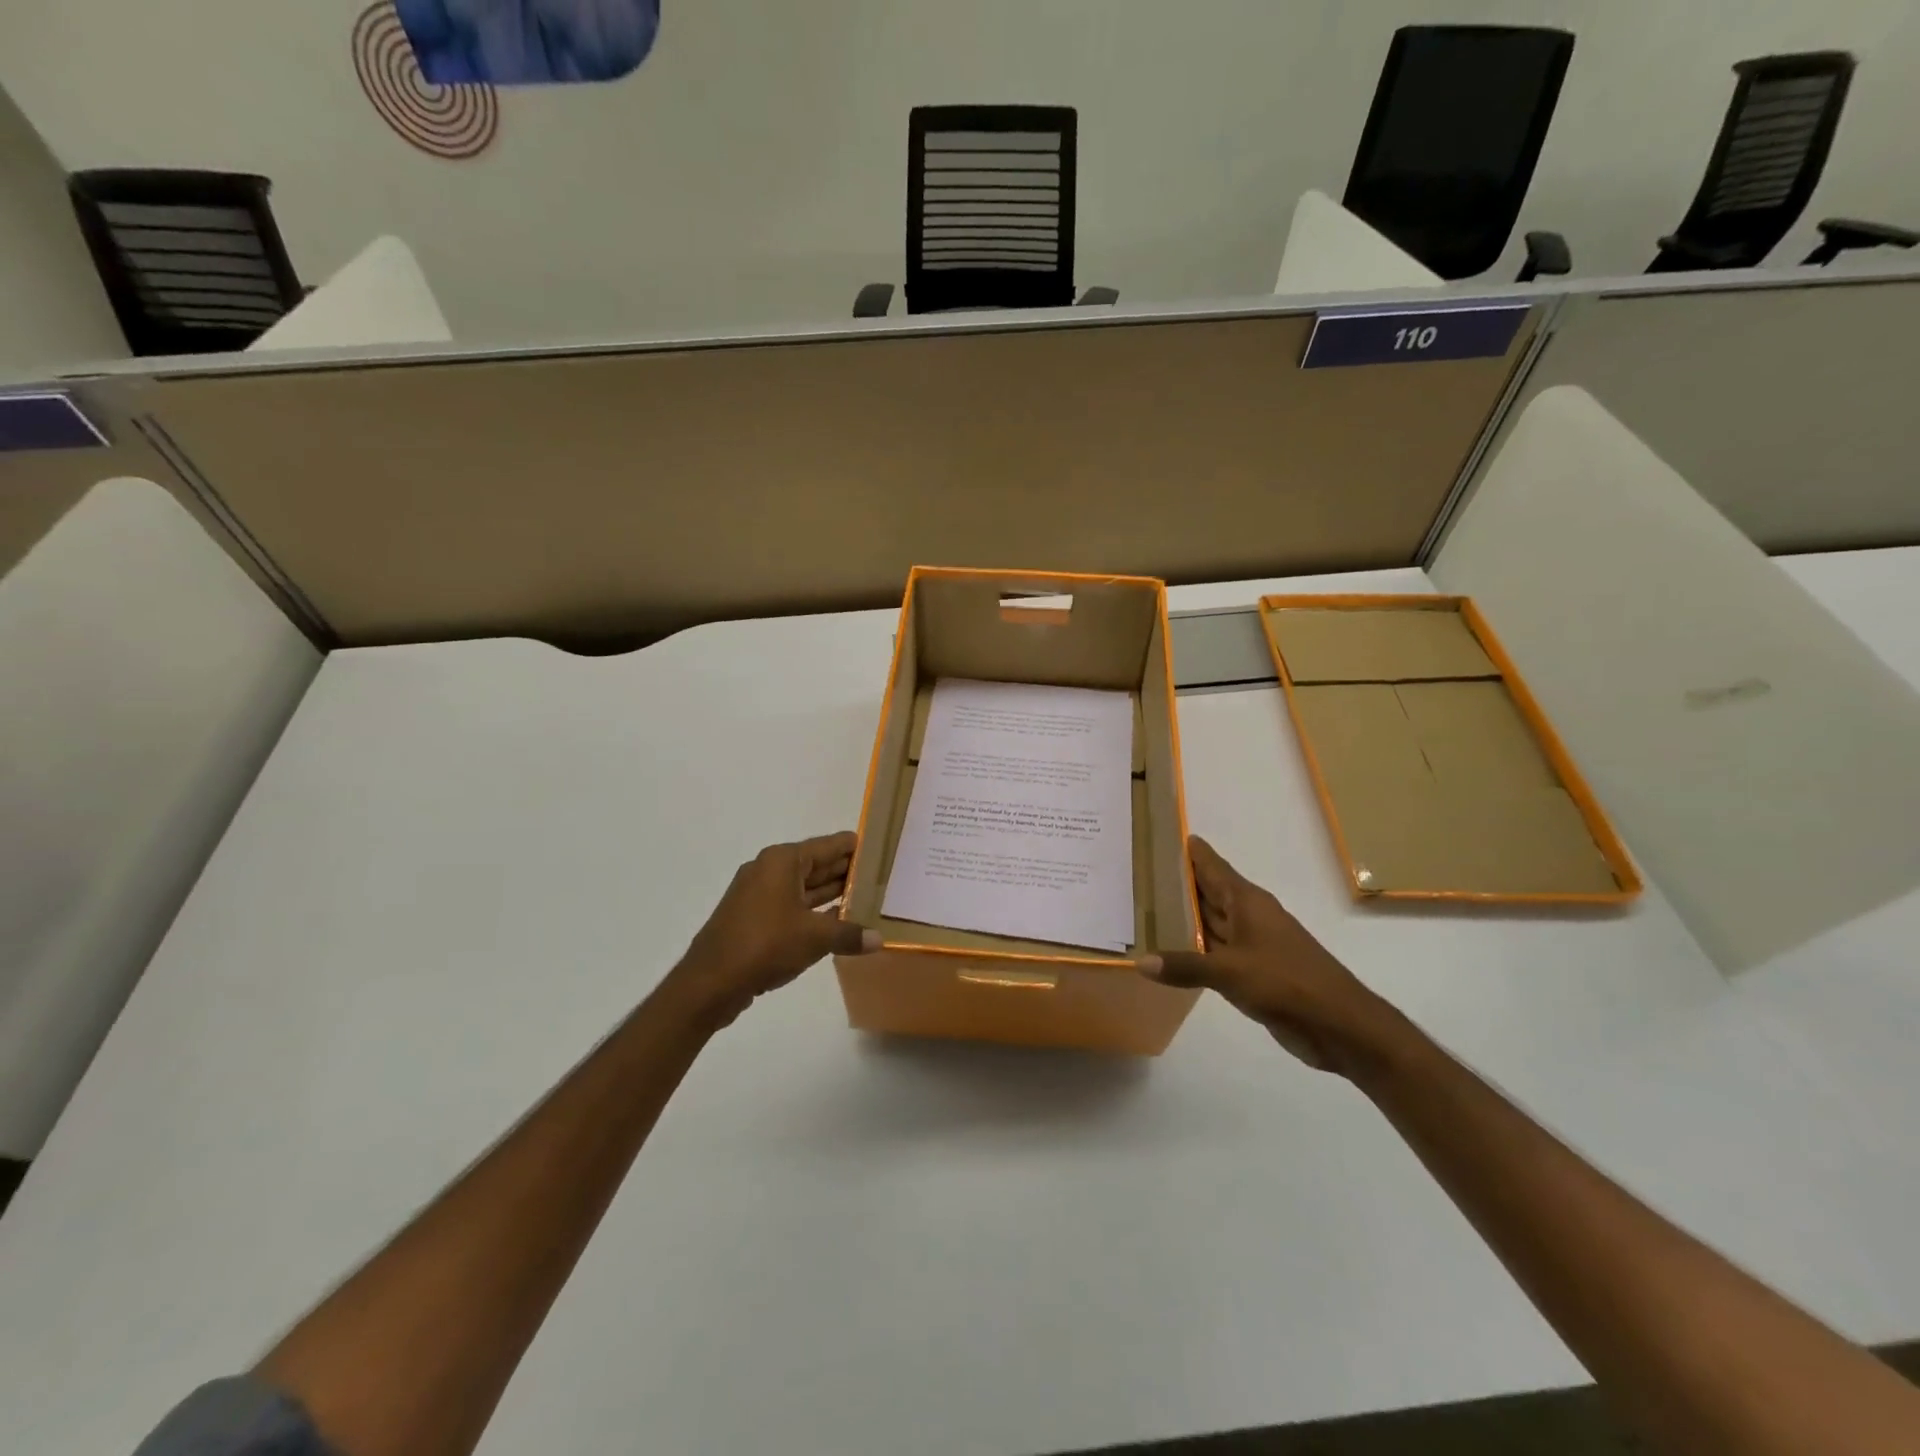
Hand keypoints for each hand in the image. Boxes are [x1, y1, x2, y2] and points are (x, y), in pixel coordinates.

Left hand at [669, 831, 880, 1024]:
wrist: (710, 982)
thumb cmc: (765, 945)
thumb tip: (880, 939)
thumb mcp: (815, 938)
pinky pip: (791, 906)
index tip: (880, 848)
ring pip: (804, 887)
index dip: (854, 847)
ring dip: (831, 894)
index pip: (827, 845)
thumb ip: (850, 934)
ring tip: (866, 898)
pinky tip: (837, 922)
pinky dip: (813, 912)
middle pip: (816, 864)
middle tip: (881, 876)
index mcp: (782, 861)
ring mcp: (758, 894)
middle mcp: (769, 870)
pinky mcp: (753, 918)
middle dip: (846, 871)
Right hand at [1136, 836, 1400, 1074]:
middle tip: (1140, 872)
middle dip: (1179, 882)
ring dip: (1185, 916)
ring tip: (1146, 906)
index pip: (1212, 866)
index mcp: (1247, 902)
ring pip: (1212, 922)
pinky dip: (1195, 948)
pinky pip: (1216, 951)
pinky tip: (1172, 951)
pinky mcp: (1254, 971)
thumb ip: (1185, 966)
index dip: (1189, 851)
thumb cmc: (1286, 983)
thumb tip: (1140, 961)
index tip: (1162, 835)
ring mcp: (1252, 944)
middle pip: (1209, 891)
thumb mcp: (1230, 972)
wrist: (1340, 1024)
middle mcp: (1249, 916)